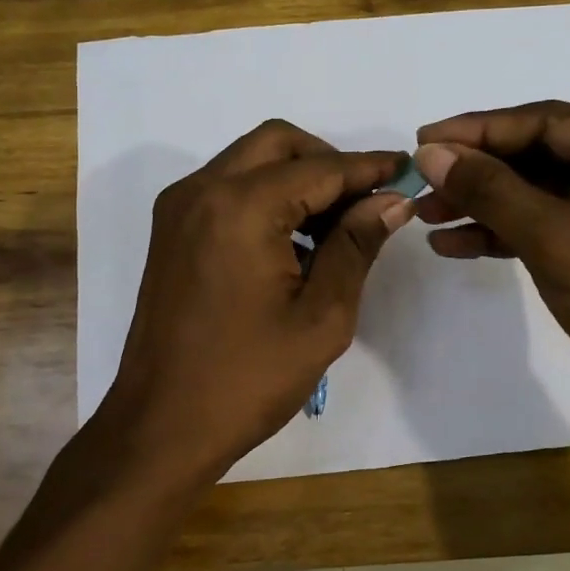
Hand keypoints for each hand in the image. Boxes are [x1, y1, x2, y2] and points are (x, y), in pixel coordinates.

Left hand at [94, 120, 415, 489]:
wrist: (161, 426)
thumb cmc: (247, 379)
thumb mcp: (321, 316)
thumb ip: (356, 246)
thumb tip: (392, 201)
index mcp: (239, 207)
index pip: (320, 168)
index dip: (369, 168)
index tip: (408, 170)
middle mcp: (201, 190)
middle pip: (278, 144)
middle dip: (329, 162)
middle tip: (367, 202)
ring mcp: (179, 209)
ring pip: (249, 161)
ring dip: (296, 178)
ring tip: (336, 228)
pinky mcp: (171, 231)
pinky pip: (226, 188)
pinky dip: (265, 196)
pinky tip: (294, 241)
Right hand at [413, 102, 569, 483]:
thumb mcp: (555, 238)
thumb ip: (489, 190)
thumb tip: (429, 153)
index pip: (546, 121)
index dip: (477, 130)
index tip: (420, 141)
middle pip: (540, 155)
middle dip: (477, 173)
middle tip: (418, 183)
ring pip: (539, 192)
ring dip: (483, 205)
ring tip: (426, 216)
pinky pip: (548, 225)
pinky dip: (504, 234)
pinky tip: (454, 244)